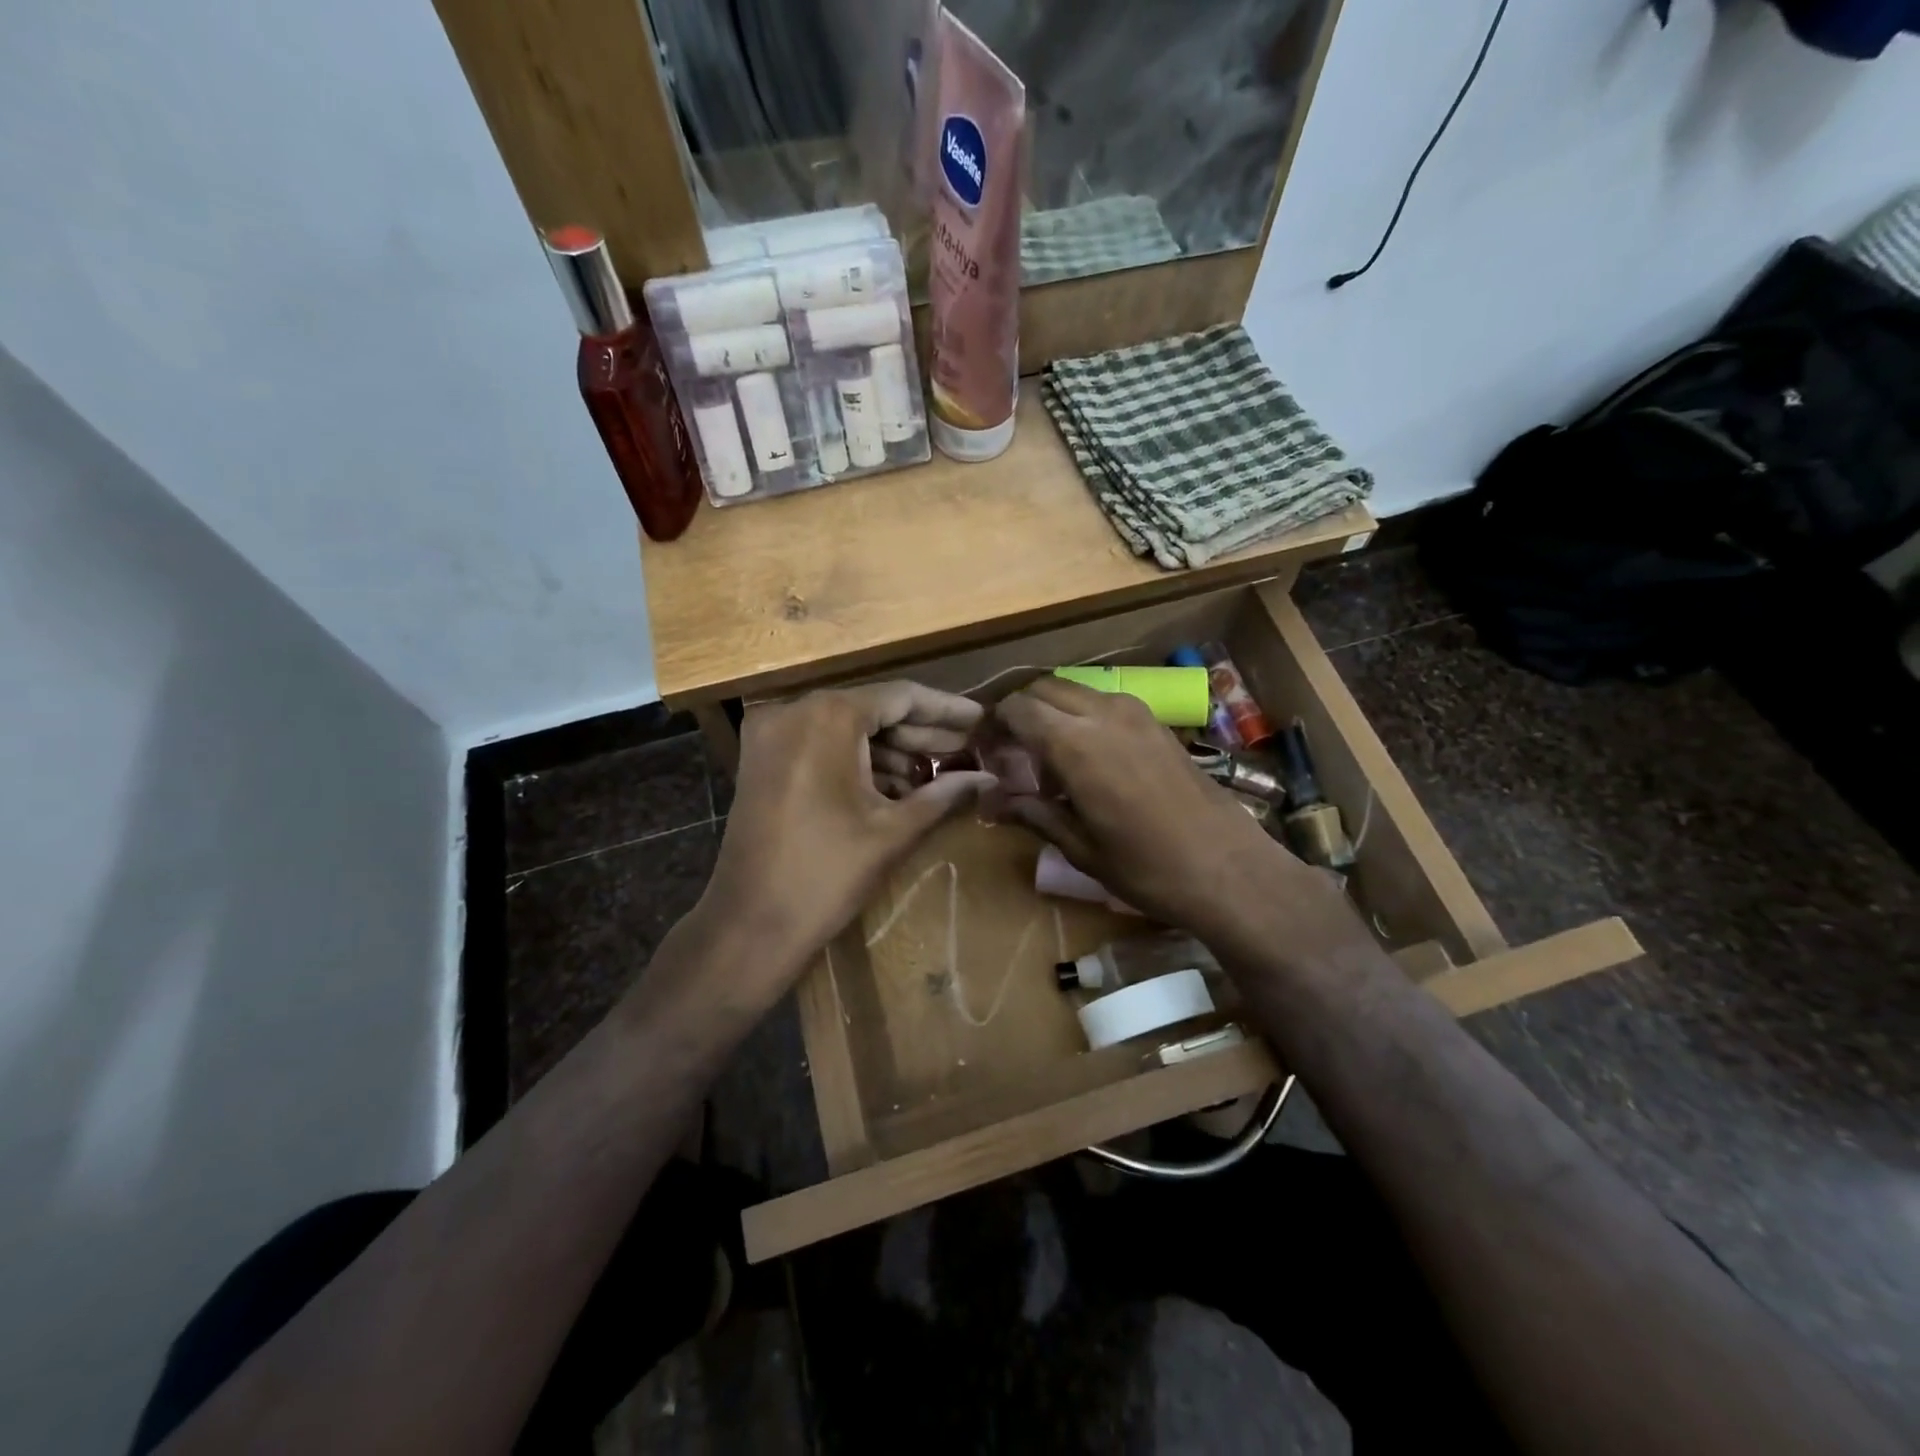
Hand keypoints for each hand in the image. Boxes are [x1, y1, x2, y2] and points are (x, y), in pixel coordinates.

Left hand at [697, 682, 995, 996]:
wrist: (749, 926)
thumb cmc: (827, 875)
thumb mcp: (893, 831)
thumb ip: (944, 794)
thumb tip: (990, 778)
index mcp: (828, 717)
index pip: (901, 696)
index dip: (946, 708)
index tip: (981, 719)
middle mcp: (794, 711)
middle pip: (872, 709)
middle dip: (920, 732)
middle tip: (967, 747)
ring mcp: (771, 734)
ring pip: (846, 728)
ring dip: (891, 748)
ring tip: (940, 769)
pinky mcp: (761, 760)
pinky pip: (820, 745)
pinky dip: (857, 759)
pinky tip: (898, 783)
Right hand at [995, 678, 1322, 938]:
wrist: (1230, 870)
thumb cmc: (1147, 868)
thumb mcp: (1080, 847)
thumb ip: (1033, 813)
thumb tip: (991, 803)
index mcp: (1076, 743)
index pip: (1017, 709)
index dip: (994, 725)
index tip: (984, 751)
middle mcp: (1103, 713)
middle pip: (1044, 689)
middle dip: (1020, 712)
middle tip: (1010, 752)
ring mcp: (1136, 713)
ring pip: (1076, 691)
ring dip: (1053, 711)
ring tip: (1047, 757)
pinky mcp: (1158, 723)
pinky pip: (1105, 702)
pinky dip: (1082, 716)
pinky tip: (1087, 758)